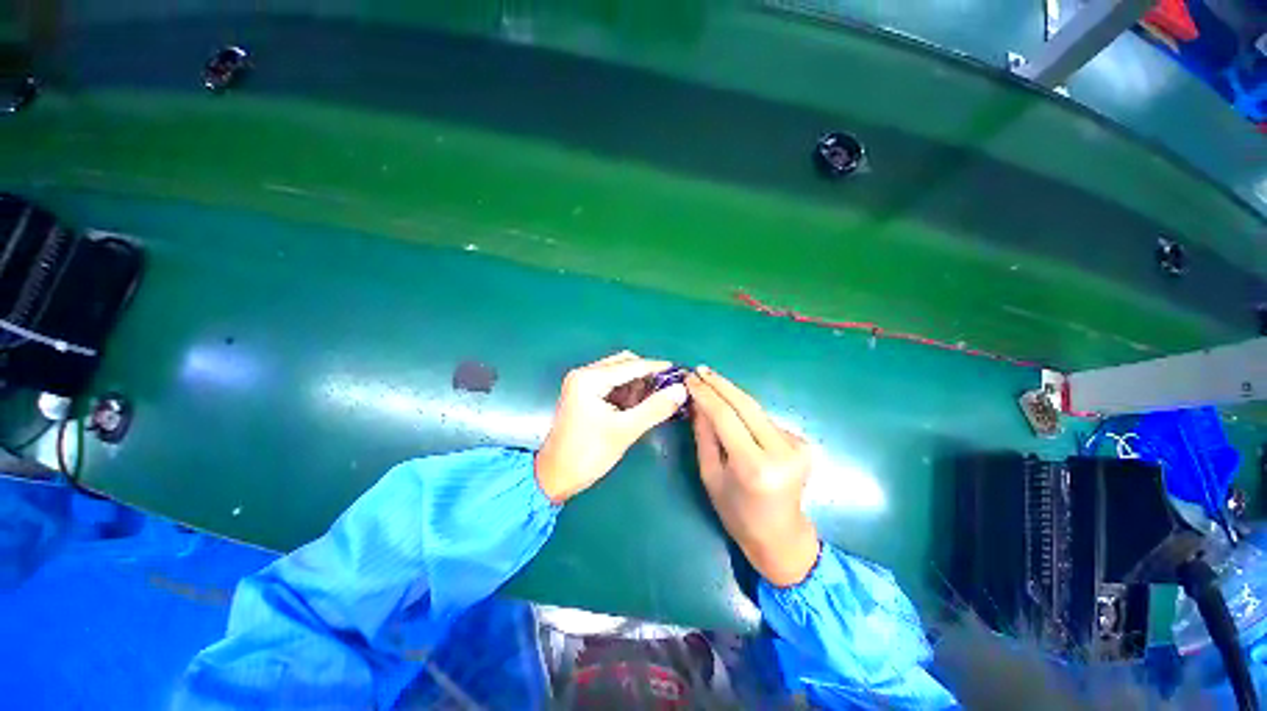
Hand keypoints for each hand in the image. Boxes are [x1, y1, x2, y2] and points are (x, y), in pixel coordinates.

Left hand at [536, 352, 687, 503]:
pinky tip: (639, 404)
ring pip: (618, 373)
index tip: (679, 372)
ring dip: (638, 383)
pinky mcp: (583, 394)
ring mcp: (582, 383)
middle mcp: (584, 374)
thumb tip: (680, 390)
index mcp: (589, 378)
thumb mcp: (625, 431)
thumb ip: (654, 408)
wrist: (555, 477)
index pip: (631, 365)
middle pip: (624, 364)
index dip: (657, 368)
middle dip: (647, 375)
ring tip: (657, 398)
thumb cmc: (587, 454)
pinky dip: (627, 391)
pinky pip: (611, 384)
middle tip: (668, 389)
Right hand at [686, 366, 819, 587]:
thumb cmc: (736, 512)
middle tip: (701, 370)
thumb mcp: (710, 475)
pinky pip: (766, 420)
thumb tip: (696, 401)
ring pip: (756, 410)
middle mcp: (781, 452)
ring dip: (733, 396)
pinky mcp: (803, 443)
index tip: (690, 378)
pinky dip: (747, 413)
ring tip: (711, 384)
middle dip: (721, 384)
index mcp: (754, 466)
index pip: (726, 417)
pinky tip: (734, 411)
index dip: (706, 394)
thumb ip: (704, 435)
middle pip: (746, 405)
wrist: (780, 535)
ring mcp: (797, 446)